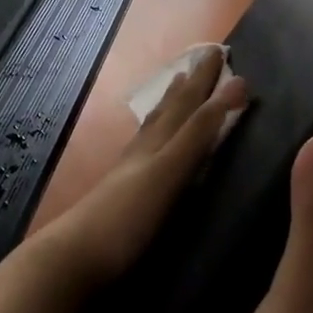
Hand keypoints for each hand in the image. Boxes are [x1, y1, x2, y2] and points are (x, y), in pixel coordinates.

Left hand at [30, 45, 247, 295]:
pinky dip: (153, 140)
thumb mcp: (170, 170)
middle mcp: (141, 153)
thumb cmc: (127, 217)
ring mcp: (127, 176)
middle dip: (187, 87)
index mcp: (156, 145)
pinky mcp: (120, 200)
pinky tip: (149, 149)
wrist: (74, 260)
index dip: (205, 80)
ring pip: (151, 131)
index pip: (186, 104)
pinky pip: (142, 156)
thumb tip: (239, 85)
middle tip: (199, 62)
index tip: (220, 52)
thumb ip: (201, 131)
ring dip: (168, 108)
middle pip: (166, 112)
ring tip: (176, 90)